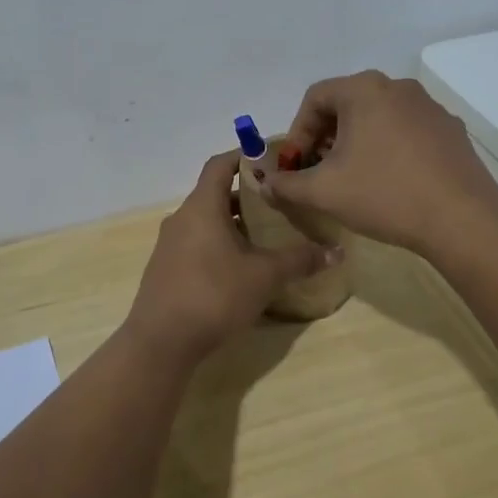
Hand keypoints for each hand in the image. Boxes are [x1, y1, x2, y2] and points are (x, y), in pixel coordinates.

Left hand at [124, 150, 339, 364]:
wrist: (161, 341)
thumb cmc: (214, 295)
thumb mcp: (264, 276)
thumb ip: (300, 260)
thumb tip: (337, 251)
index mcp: (202, 207)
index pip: (220, 165)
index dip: (244, 156)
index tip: (271, 159)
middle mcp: (182, 218)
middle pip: (215, 194)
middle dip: (246, 196)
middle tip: (279, 203)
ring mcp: (170, 245)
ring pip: (206, 222)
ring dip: (234, 224)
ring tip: (266, 236)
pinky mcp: (167, 270)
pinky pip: (197, 244)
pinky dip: (220, 245)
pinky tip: (241, 268)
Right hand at [264, 71, 497, 256]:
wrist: (461, 218)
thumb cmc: (384, 195)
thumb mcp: (323, 192)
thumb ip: (286, 184)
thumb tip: (264, 184)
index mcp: (364, 90)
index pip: (315, 98)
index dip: (296, 133)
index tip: (295, 166)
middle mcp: (398, 87)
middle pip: (347, 105)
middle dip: (325, 138)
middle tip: (318, 172)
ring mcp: (429, 107)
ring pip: (378, 117)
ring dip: (357, 143)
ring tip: (353, 178)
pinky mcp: (450, 129)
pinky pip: (407, 131)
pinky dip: (388, 148)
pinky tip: (391, 182)